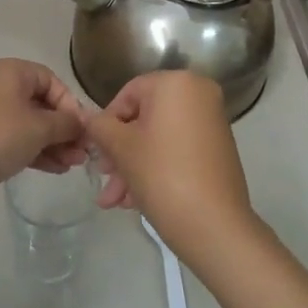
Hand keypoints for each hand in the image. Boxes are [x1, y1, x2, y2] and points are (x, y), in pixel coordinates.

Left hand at [0, 59, 87, 213]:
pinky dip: (34, 150)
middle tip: (83, 153)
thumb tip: (82, 124)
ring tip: (72, 165)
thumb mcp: (39, 128)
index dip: (70, 104)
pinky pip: (14, 139)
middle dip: (64, 128)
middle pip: (41, 103)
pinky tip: (54, 169)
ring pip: (29, 124)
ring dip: (53, 143)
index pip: (52, 81)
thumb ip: (66, 124)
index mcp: (11, 71)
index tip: (82, 130)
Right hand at [85, 71, 258, 266]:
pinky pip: (177, 151)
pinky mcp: (218, 149)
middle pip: (144, 119)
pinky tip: (134, 201)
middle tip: (104, 180)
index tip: (97, 152)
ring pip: (159, 139)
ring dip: (132, 167)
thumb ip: (99, 126)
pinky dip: (156, 169)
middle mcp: (199, 94)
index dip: (106, 123)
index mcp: (177, 83)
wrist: (214, 224)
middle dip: (119, 152)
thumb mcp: (120, 147)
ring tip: (114, 202)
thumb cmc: (161, 174)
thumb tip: (89, 119)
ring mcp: (212, 123)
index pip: (128, 94)